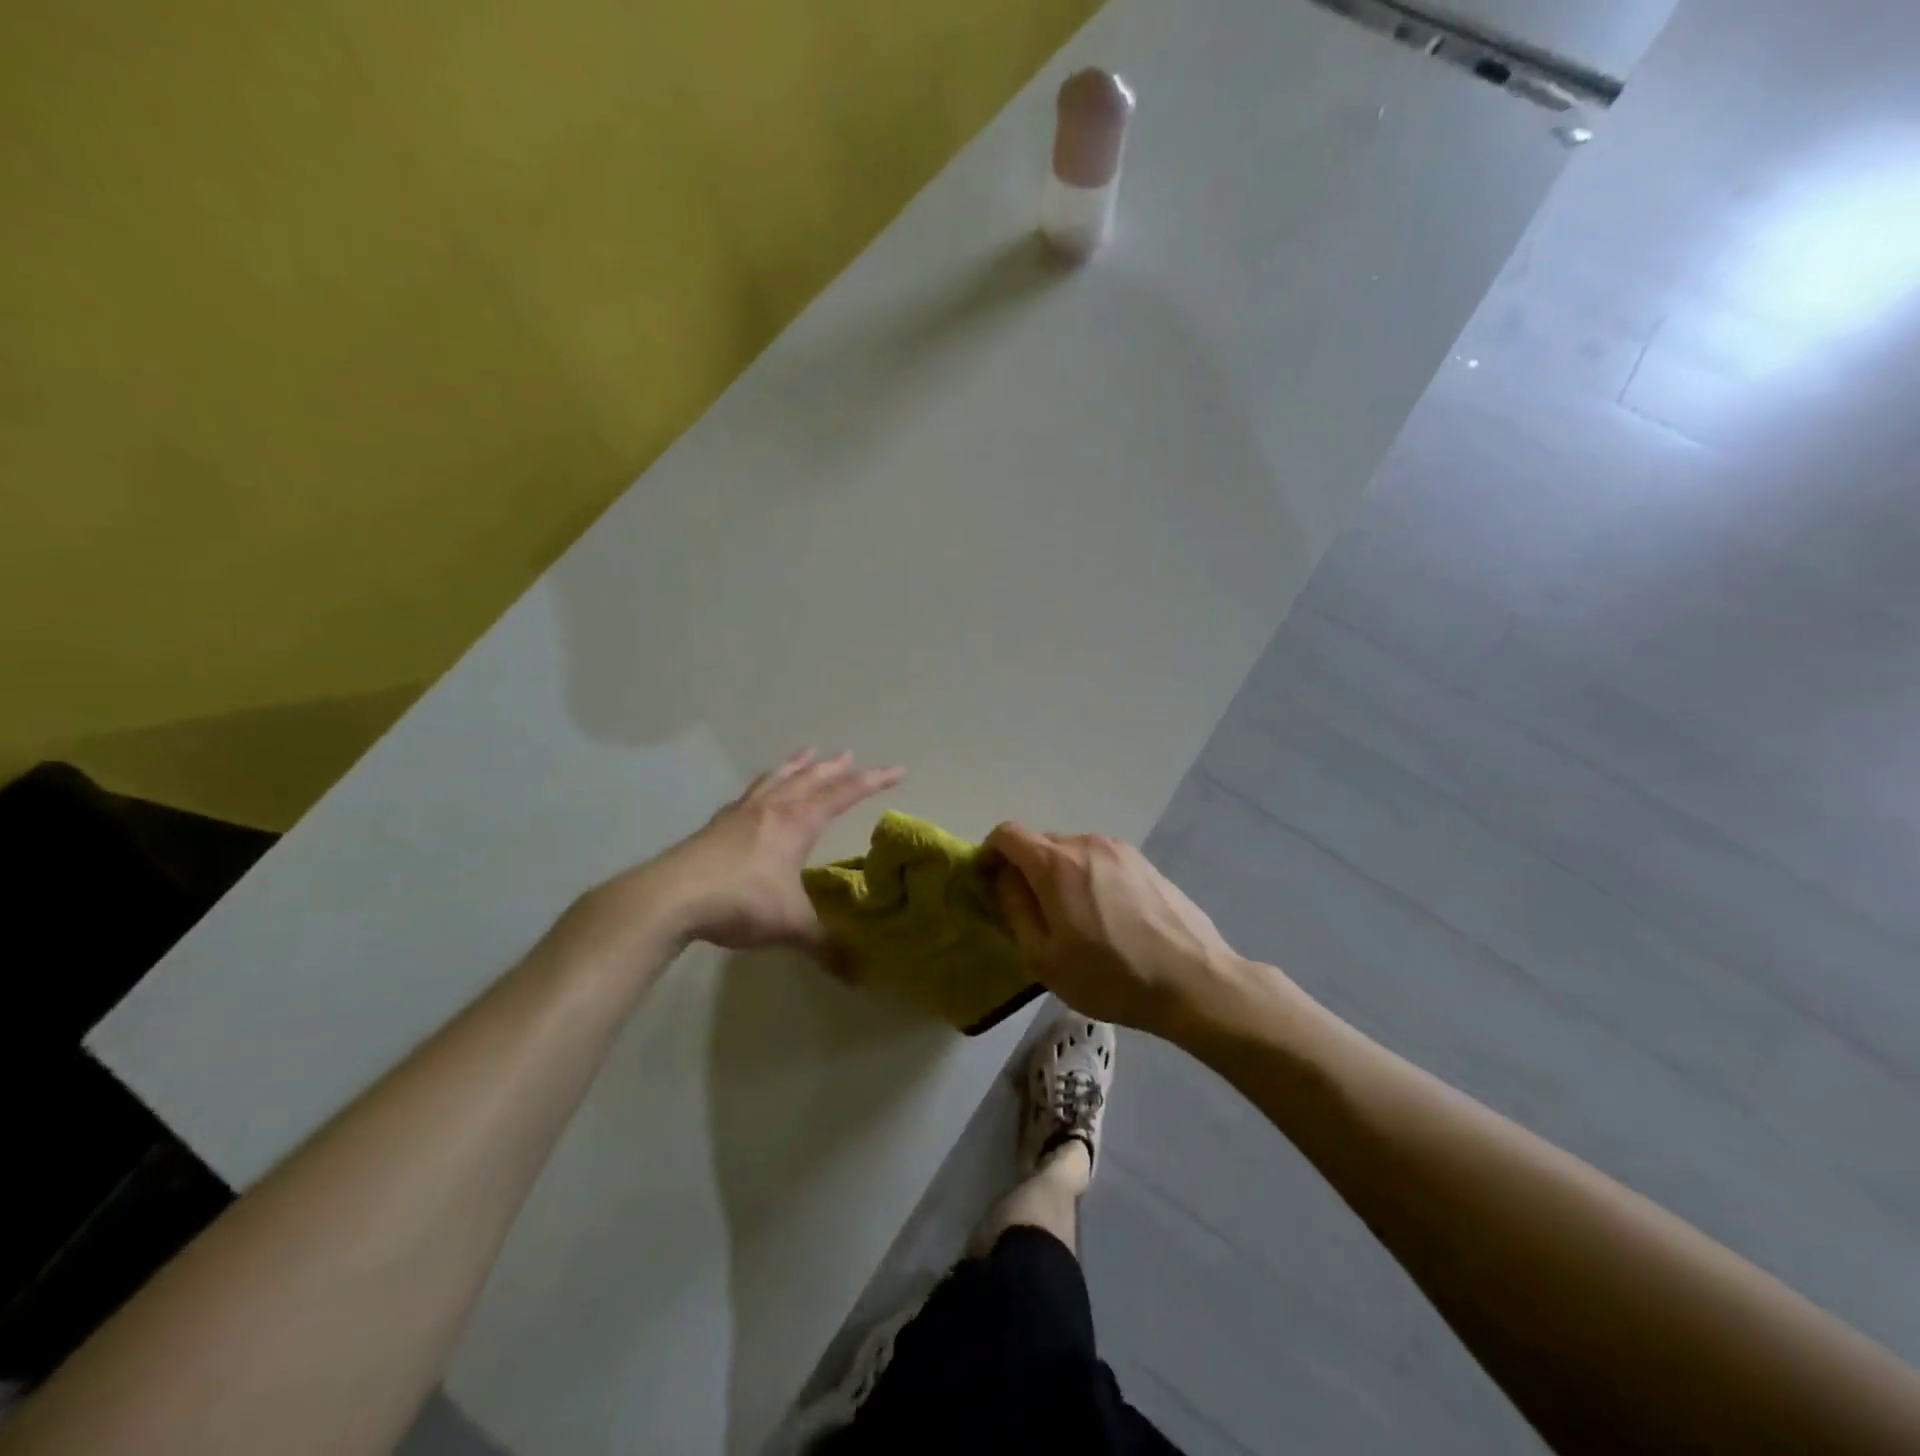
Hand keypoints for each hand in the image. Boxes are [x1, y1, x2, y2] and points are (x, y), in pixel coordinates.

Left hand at [648, 749, 903, 950]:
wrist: (671, 897)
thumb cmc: (741, 902)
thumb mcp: (790, 925)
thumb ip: (823, 944)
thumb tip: (855, 971)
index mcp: (797, 824)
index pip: (842, 795)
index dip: (872, 782)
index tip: (897, 770)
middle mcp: (772, 809)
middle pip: (809, 779)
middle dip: (834, 767)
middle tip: (850, 754)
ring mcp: (740, 813)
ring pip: (776, 779)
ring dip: (795, 765)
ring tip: (807, 752)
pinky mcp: (715, 825)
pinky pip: (748, 794)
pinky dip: (763, 785)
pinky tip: (757, 791)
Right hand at [986, 823, 1240, 1036]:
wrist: (1193, 980)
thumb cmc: (1110, 975)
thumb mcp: (1044, 957)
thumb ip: (1015, 908)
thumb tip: (1004, 878)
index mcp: (1056, 863)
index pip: (1008, 834)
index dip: (990, 853)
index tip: (987, 883)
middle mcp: (1086, 843)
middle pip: (1041, 843)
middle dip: (1025, 870)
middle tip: (1030, 913)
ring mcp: (1120, 850)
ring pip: (1072, 852)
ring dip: (1059, 876)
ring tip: (1072, 920)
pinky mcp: (1145, 863)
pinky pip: (1101, 862)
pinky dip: (1088, 879)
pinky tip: (1106, 918)